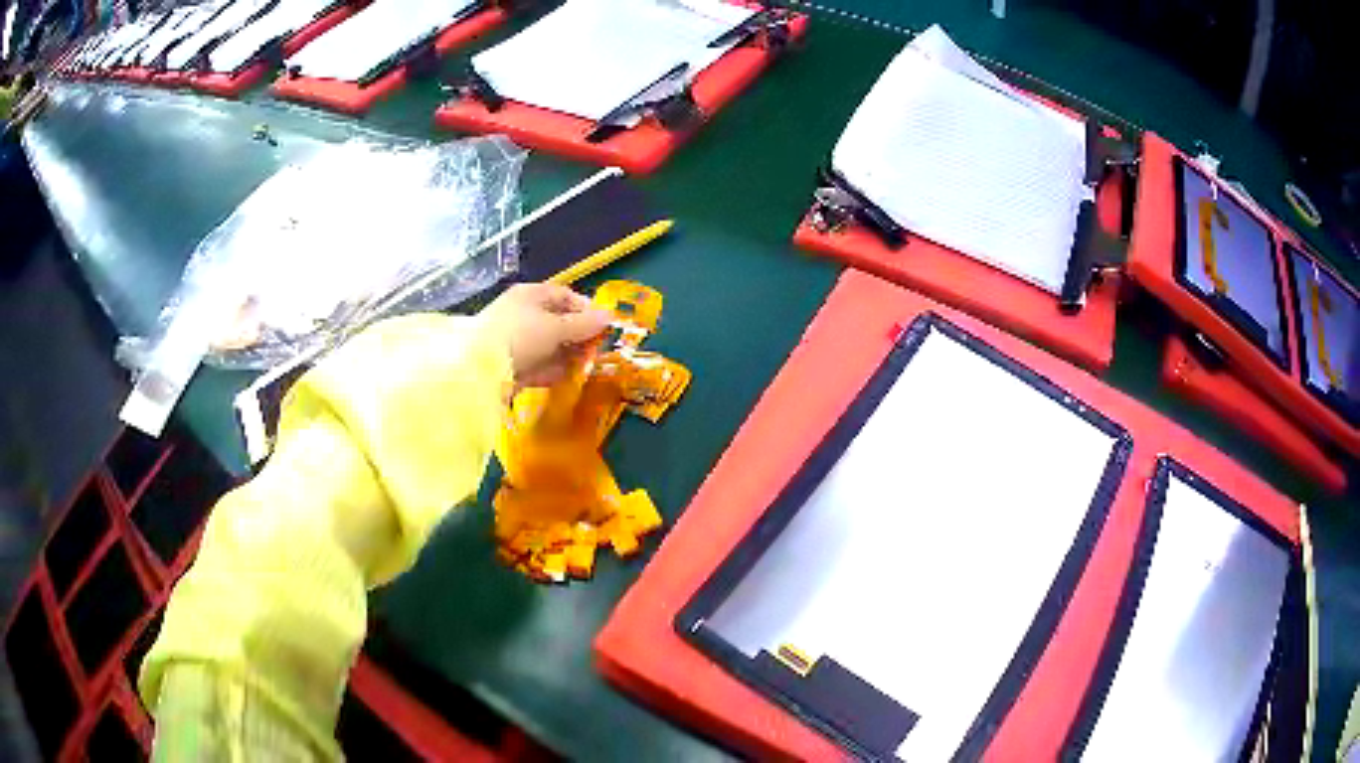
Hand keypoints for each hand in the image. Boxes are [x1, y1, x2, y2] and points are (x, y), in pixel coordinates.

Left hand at [483, 283, 610, 387]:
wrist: (480, 369)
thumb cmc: (521, 336)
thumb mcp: (557, 328)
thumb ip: (584, 324)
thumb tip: (610, 316)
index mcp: (531, 295)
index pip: (565, 296)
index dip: (586, 310)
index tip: (603, 327)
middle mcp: (523, 314)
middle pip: (558, 322)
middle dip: (578, 337)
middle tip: (596, 351)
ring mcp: (515, 340)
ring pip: (549, 346)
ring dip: (566, 356)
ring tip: (582, 367)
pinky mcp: (510, 364)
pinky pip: (536, 364)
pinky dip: (549, 370)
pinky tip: (559, 378)